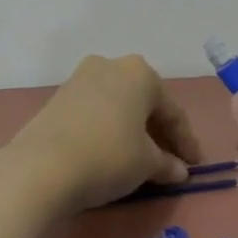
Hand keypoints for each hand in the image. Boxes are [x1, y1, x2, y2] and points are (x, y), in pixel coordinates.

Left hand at [0, 54, 202, 215]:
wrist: (40, 168)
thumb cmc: (108, 157)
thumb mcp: (146, 164)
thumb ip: (167, 164)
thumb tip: (178, 170)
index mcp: (139, 73)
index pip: (172, 112)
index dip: (187, 142)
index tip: (196, 166)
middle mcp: (109, 66)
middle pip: (144, 104)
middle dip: (159, 134)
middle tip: (172, 162)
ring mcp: (79, 80)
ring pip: (118, 107)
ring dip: (133, 132)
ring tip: (143, 161)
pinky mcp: (57, 99)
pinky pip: (95, 114)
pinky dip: (109, 131)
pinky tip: (113, 154)